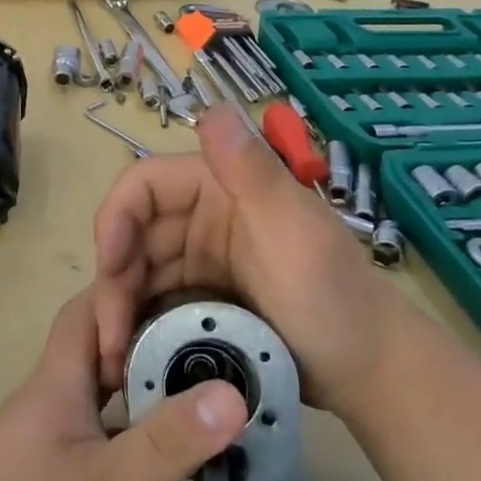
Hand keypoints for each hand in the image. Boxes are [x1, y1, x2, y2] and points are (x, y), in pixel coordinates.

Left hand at [0, 289, 244, 480]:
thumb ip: (169, 443)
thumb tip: (234, 391)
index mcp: (60, 380)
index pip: (92, 305)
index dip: (134, 290)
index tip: (189, 293)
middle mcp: (49, 396)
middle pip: (99, 344)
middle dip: (151, 335)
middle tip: (216, 344)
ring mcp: (43, 436)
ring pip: (98, 390)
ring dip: (141, 384)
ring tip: (203, 393)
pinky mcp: (42, 473)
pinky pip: (95, 429)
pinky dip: (129, 428)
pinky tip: (161, 454)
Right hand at [93, 107, 420, 404]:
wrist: (371, 374)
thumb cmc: (333, 296)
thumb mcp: (294, 231)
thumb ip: (252, 171)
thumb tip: (213, 106)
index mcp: (220, 187)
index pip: (145, 185)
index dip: (116, 218)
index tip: (109, 268)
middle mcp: (203, 218)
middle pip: (133, 236)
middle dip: (114, 280)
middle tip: (109, 337)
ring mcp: (202, 262)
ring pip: (138, 274)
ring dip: (119, 309)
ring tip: (113, 357)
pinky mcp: (202, 300)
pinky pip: (155, 304)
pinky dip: (138, 325)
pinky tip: (129, 356)